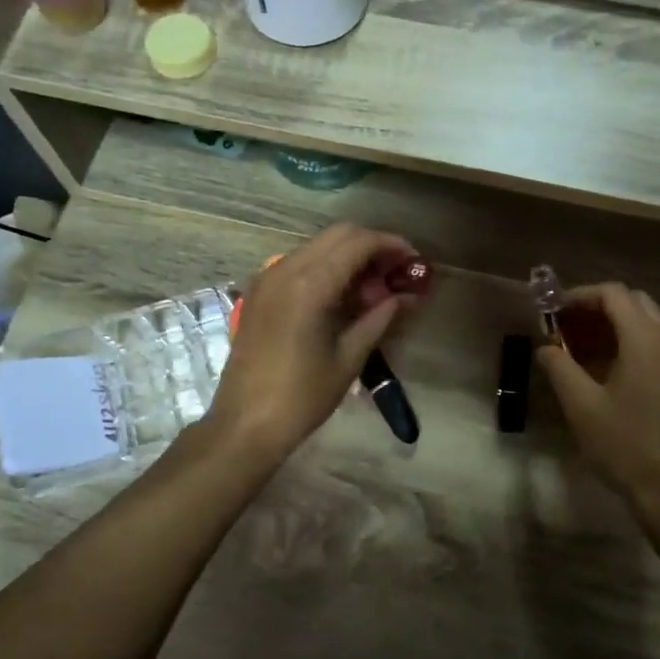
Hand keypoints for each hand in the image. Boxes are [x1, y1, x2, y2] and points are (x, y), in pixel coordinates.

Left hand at [204, 224, 419, 461]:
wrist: (245, 424)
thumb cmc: (302, 396)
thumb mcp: (349, 357)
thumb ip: (380, 318)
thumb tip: (406, 296)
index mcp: (309, 284)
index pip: (358, 242)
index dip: (391, 245)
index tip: (414, 260)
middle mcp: (285, 269)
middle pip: (338, 234)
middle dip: (371, 246)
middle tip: (395, 273)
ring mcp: (267, 278)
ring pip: (317, 246)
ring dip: (348, 256)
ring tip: (373, 289)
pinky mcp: (259, 292)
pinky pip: (299, 263)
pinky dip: (325, 267)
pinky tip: (342, 296)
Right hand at [536, 284, 659, 515]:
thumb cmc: (623, 444)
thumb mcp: (580, 405)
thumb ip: (559, 367)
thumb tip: (545, 347)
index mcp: (644, 339)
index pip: (613, 294)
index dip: (580, 296)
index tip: (554, 313)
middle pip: (633, 302)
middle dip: (598, 307)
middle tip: (568, 328)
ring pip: (647, 323)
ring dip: (614, 326)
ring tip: (582, 350)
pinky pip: (657, 345)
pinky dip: (630, 344)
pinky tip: (607, 372)